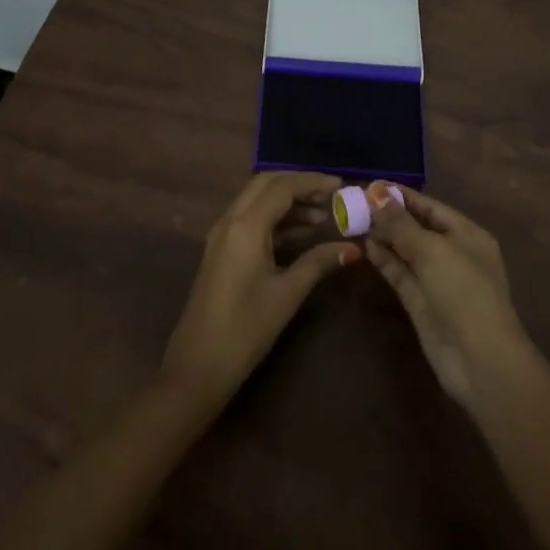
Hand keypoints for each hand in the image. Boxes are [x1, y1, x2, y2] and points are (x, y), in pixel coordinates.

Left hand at [160, 172, 360, 407]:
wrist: (197, 366)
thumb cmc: (246, 329)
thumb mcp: (287, 294)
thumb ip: (318, 263)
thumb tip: (352, 249)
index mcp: (245, 225)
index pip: (282, 187)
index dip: (313, 182)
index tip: (341, 186)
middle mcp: (229, 221)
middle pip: (266, 185)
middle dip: (298, 185)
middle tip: (330, 197)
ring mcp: (221, 235)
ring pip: (256, 201)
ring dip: (287, 202)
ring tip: (322, 217)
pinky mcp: (220, 251)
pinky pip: (249, 220)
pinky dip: (274, 219)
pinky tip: (299, 235)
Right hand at [363, 182, 528, 409]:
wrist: (479, 359)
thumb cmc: (463, 291)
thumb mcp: (432, 249)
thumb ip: (401, 223)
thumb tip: (376, 194)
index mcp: (468, 235)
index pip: (431, 206)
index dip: (402, 195)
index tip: (371, 185)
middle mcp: (454, 254)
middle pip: (417, 227)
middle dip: (389, 215)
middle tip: (355, 202)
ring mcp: (437, 280)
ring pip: (406, 251)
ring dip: (384, 237)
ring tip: (354, 221)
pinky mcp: (421, 303)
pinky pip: (401, 274)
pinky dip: (384, 260)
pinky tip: (365, 246)